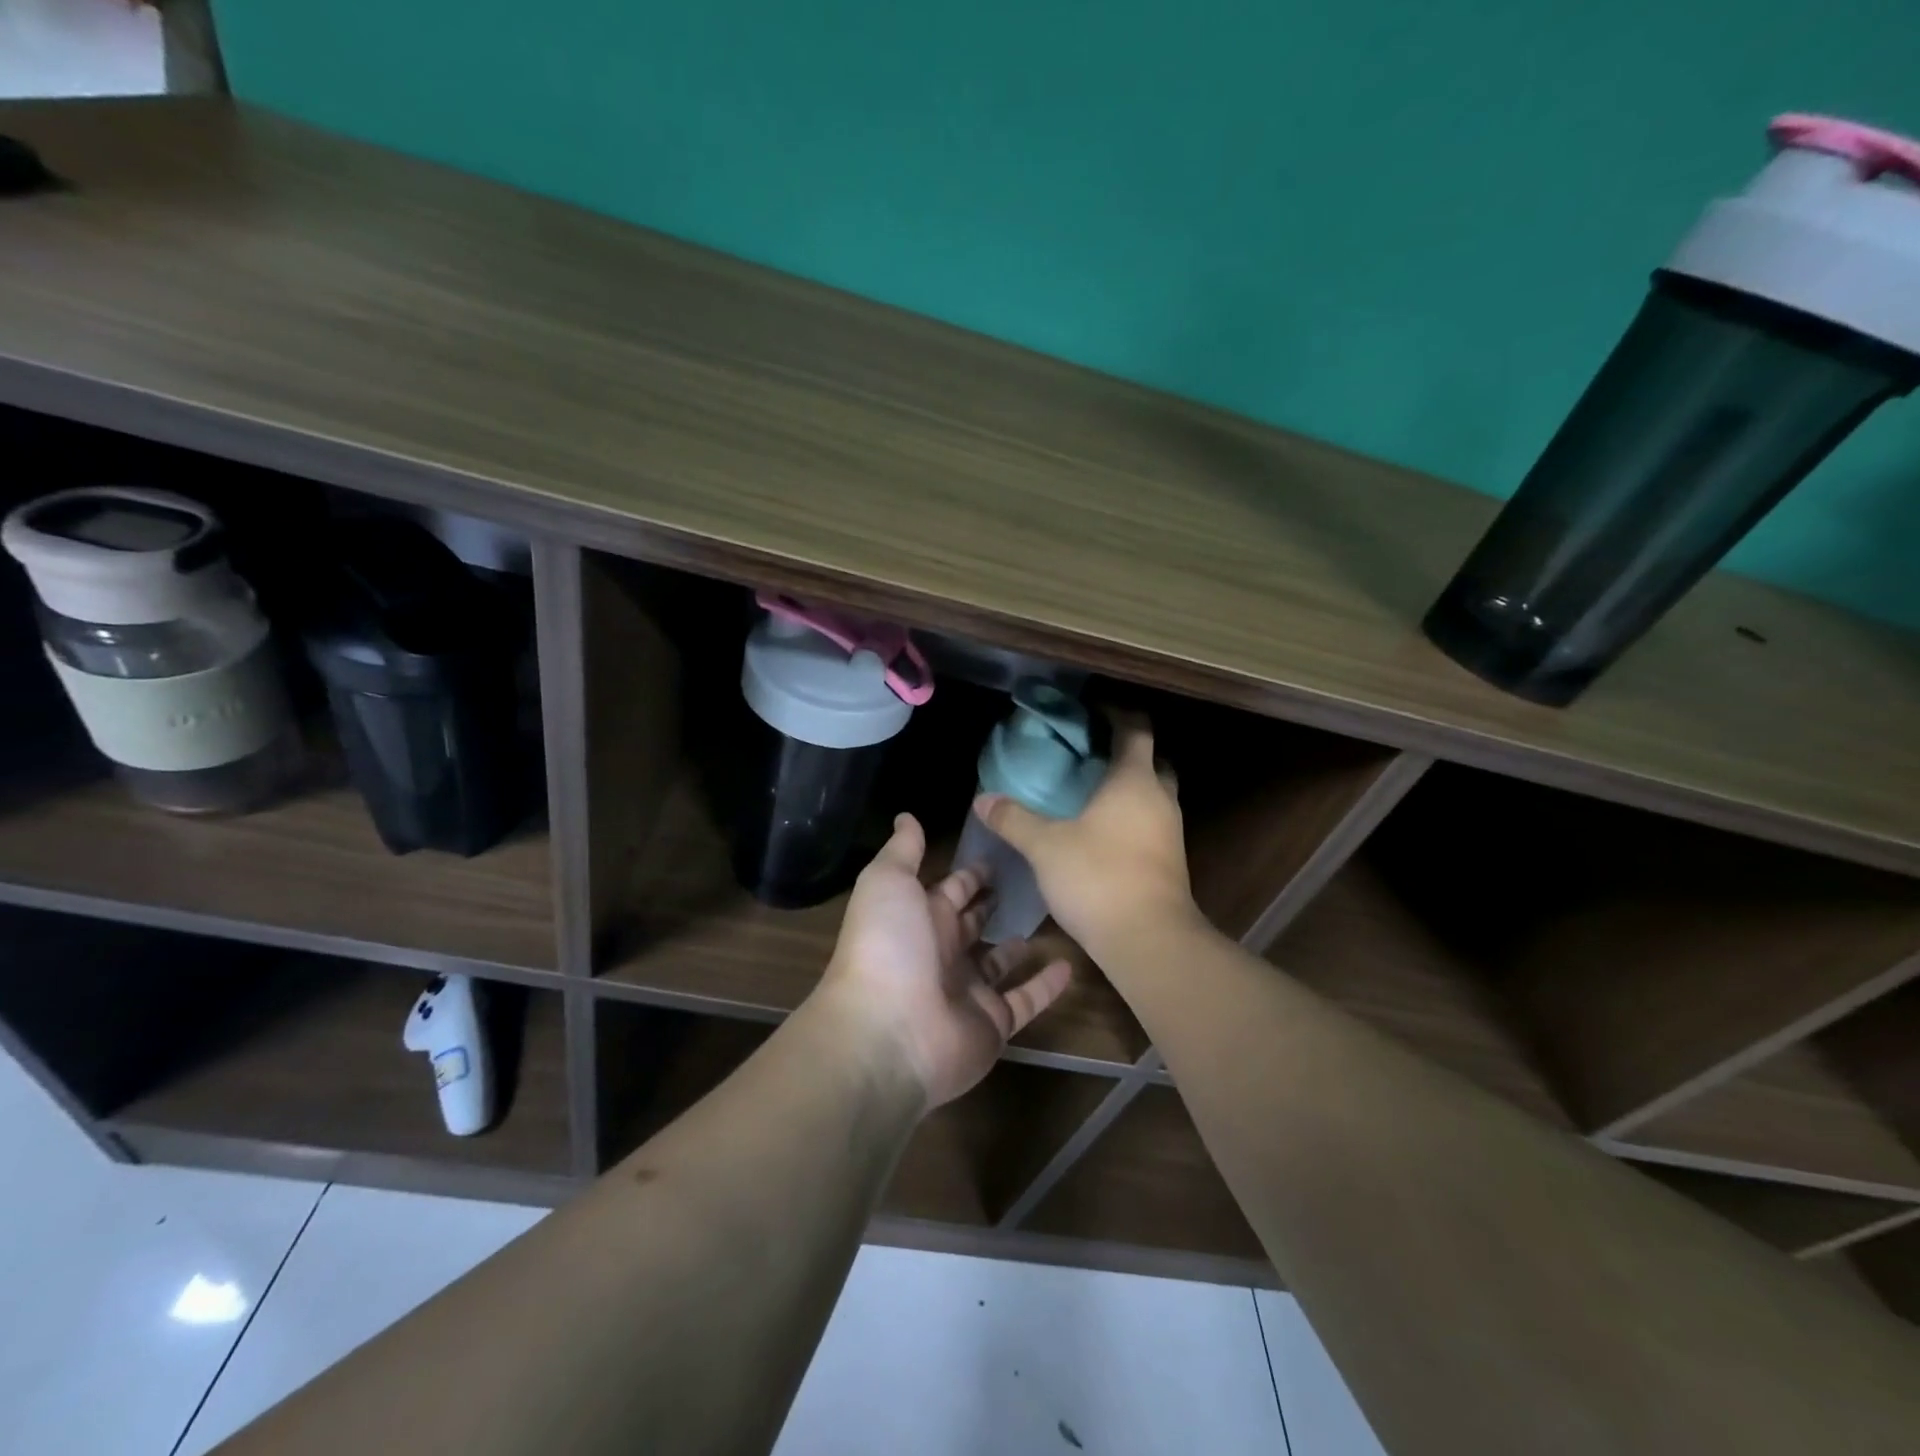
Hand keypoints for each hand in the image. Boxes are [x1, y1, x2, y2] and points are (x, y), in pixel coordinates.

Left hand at [821, 814, 1071, 1108]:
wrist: (888, 1034)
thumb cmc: (888, 947)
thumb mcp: (888, 883)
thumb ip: (903, 851)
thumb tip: (906, 816)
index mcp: (918, 918)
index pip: (950, 890)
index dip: (970, 874)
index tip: (999, 851)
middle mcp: (941, 952)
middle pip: (972, 924)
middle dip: (992, 904)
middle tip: (1030, 880)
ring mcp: (967, 990)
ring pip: (998, 962)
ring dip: (1017, 945)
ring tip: (1050, 919)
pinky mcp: (992, 1023)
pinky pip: (1024, 1000)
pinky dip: (1046, 986)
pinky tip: (1070, 965)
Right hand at [976, 711, 1197, 955]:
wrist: (1150, 940)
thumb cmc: (1098, 877)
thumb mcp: (1045, 846)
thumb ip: (1014, 819)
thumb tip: (982, 799)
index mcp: (1134, 780)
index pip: (1136, 730)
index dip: (1117, 715)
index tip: (1093, 711)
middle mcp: (1160, 799)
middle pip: (1152, 761)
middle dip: (1127, 753)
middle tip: (1091, 754)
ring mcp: (1170, 832)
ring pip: (1154, 795)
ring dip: (1131, 788)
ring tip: (1091, 792)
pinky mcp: (1171, 861)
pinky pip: (1152, 823)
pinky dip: (1132, 817)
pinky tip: (1103, 832)